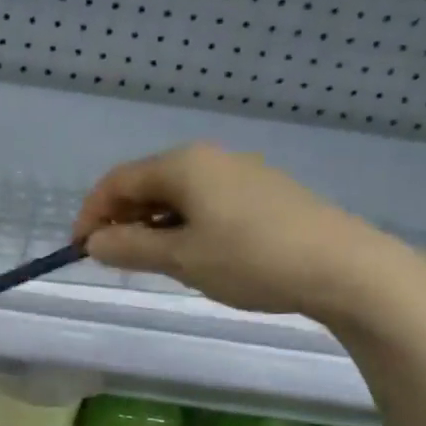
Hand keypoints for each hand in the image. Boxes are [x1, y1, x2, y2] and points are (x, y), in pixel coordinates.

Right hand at [72, 144, 415, 322]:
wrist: (346, 268)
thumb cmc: (251, 259)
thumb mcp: (181, 258)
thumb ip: (129, 248)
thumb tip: (93, 243)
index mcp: (182, 164)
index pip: (118, 181)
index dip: (91, 214)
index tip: (80, 250)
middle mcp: (209, 157)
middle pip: (147, 183)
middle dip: (122, 218)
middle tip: (114, 258)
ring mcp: (241, 172)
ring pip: (178, 194)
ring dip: (153, 224)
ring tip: (151, 261)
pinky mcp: (265, 192)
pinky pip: (206, 201)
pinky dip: (184, 224)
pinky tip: (194, 253)